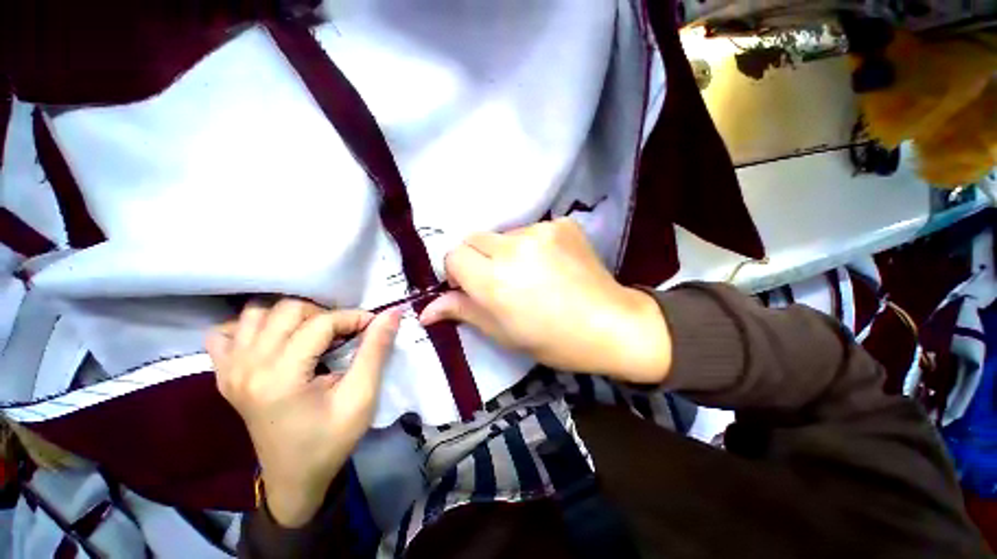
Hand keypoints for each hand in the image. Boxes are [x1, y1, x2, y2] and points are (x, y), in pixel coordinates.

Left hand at [207, 299, 400, 527]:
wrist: (294, 478)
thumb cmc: (331, 440)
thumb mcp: (362, 396)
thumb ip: (376, 350)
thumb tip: (391, 313)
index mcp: (280, 377)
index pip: (320, 323)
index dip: (353, 318)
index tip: (373, 326)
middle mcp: (247, 367)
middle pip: (286, 309)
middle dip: (324, 313)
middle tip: (344, 332)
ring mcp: (229, 370)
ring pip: (256, 312)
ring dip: (291, 315)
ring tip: (314, 332)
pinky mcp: (224, 375)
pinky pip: (226, 333)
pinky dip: (250, 326)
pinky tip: (273, 338)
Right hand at [420, 219, 670, 383]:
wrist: (612, 325)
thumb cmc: (552, 340)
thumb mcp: (502, 333)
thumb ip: (462, 312)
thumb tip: (425, 311)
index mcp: (494, 281)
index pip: (453, 255)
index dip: (458, 272)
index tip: (471, 286)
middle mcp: (513, 249)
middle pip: (474, 238)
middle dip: (479, 259)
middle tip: (501, 282)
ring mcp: (541, 231)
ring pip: (503, 234)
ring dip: (506, 251)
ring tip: (531, 275)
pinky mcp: (562, 224)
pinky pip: (532, 230)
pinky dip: (533, 245)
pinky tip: (552, 265)